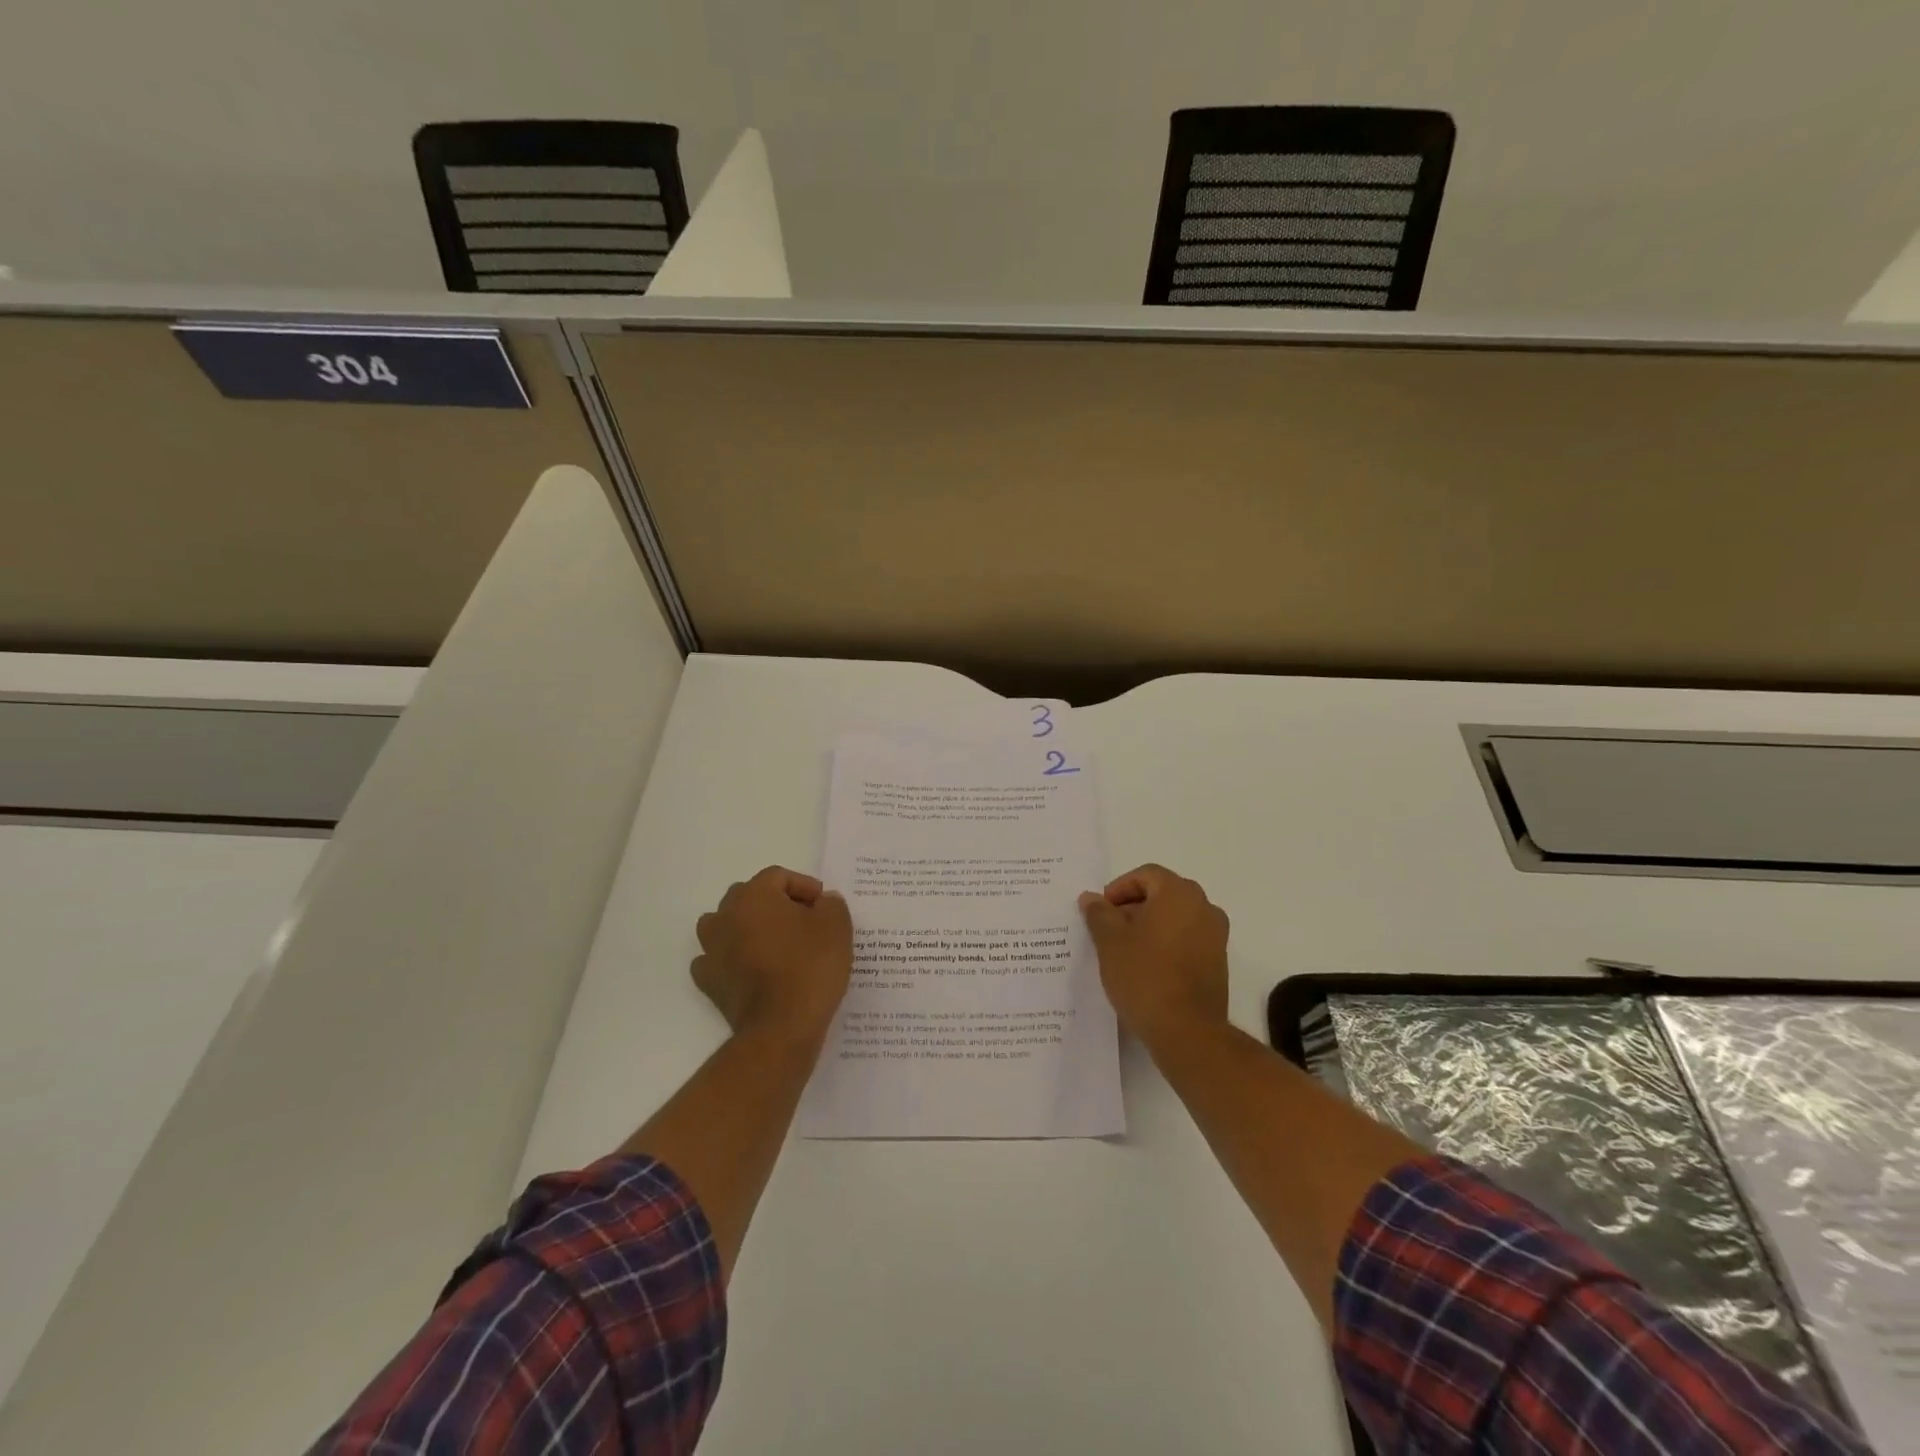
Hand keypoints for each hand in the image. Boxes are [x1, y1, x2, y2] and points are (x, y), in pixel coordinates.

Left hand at [693, 867, 852, 1042]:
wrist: (782, 1027)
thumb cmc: (810, 967)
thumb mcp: (837, 926)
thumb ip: (831, 904)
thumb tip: (822, 902)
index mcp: (754, 895)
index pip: (779, 876)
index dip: (805, 887)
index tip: (823, 906)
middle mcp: (725, 915)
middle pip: (750, 896)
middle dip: (777, 905)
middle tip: (804, 923)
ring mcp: (711, 949)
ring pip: (728, 925)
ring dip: (749, 928)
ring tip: (776, 945)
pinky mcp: (708, 981)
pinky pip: (718, 958)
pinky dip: (734, 959)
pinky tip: (754, 969)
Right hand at [1079, 864, 1229, 1050]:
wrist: (1187, 1031)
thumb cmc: (1144, 975)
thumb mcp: (1109, 940)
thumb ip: (1099, 913)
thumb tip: (1091, 898)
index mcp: (1179, 893)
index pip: (1146, 875)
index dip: (1119, 888)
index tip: (1101, 912)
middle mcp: (1204, 907)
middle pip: (1162, 894)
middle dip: (1133, 908)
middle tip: (1108, 930)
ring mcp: (1216, 937)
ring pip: (1176, 919)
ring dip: (1150, 927)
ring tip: (1124, 952)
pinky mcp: (1218, 964)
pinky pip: (1187, 941)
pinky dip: (1166, 946)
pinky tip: (1146, 969)